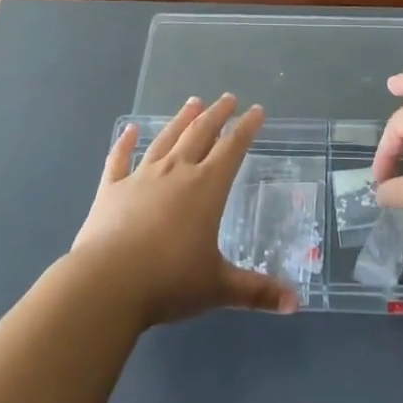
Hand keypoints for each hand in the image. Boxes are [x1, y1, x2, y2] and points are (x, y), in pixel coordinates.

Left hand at [72, 95, 297, 326]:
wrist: (107, 284)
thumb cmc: (169, 281)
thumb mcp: (218, 287)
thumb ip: (256, 291)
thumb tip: (295, 304)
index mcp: (206, 187)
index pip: (232, 148)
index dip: (246, 128)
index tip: (256, 110)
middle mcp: (176, 171)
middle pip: (200, 133)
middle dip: (217, 114)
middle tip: (227, 98)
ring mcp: (141, 177)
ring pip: (166, 139)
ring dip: (181, 119)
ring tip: (193, 102)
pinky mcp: (111, 189)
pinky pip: (119, 159)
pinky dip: (124, 143)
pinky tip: (128, 130)